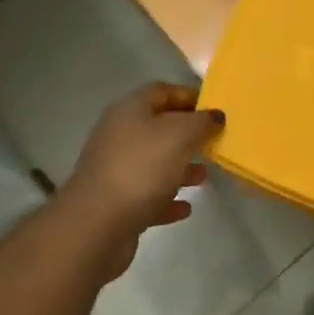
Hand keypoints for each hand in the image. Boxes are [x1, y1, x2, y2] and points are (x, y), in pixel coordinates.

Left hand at [59, 83, 223, 284]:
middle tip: (214, 144)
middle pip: (158, 127)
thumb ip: (202, 122)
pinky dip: (167, 199)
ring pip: (154, 162)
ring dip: (180, 168)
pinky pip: (148, 195)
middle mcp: (119, 135)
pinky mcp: (116, 202)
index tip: (216, 111)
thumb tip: (215, 115)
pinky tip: (185, 208)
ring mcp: (115, 169)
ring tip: (204, 177)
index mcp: (130, 110)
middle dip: (188, 136)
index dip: (190, 97)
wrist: (97, 223)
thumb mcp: (180, 135)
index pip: (162, 91)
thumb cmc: (142, 169)